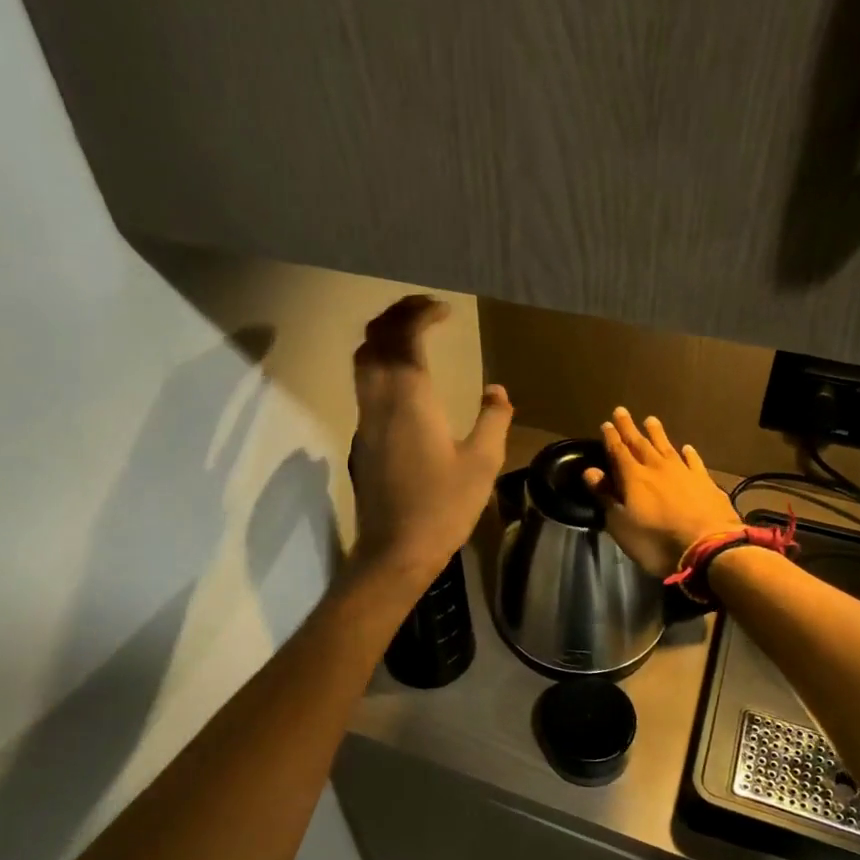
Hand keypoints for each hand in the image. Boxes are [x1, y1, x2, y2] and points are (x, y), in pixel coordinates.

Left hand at [349, 296, 512, 586]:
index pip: (404, 337)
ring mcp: (365, 420)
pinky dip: (379, 364)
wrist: (395, 549)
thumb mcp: (482, 463)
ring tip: (411, 334)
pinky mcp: (362, 439)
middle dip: (396, 316)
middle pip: (374, 341)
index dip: (420, 314)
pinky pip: (364, 385)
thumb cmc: (443, 506)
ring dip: (382, 338)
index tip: (444, 310)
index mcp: (410, 398)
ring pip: (362, 362)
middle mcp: (380, 401)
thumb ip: (493, 420)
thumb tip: (497, 390)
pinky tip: (403, 378)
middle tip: (424, 311)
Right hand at [582, 408, 742, 577]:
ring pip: (667, 447)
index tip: (606, 424)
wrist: (708, 548)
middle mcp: (658, 468)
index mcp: (634, 478)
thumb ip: (606, 496)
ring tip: (651, 420)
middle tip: (622, 411)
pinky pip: (694, 462)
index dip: (611, 438)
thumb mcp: (621, 524)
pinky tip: (686, 448)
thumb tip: (590, 471)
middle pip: (641, 443)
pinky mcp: (706, 483)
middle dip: (629, 428)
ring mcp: (684, 473)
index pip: (619, 452)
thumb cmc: (656, 541)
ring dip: (657, 434)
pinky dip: (689, 454)